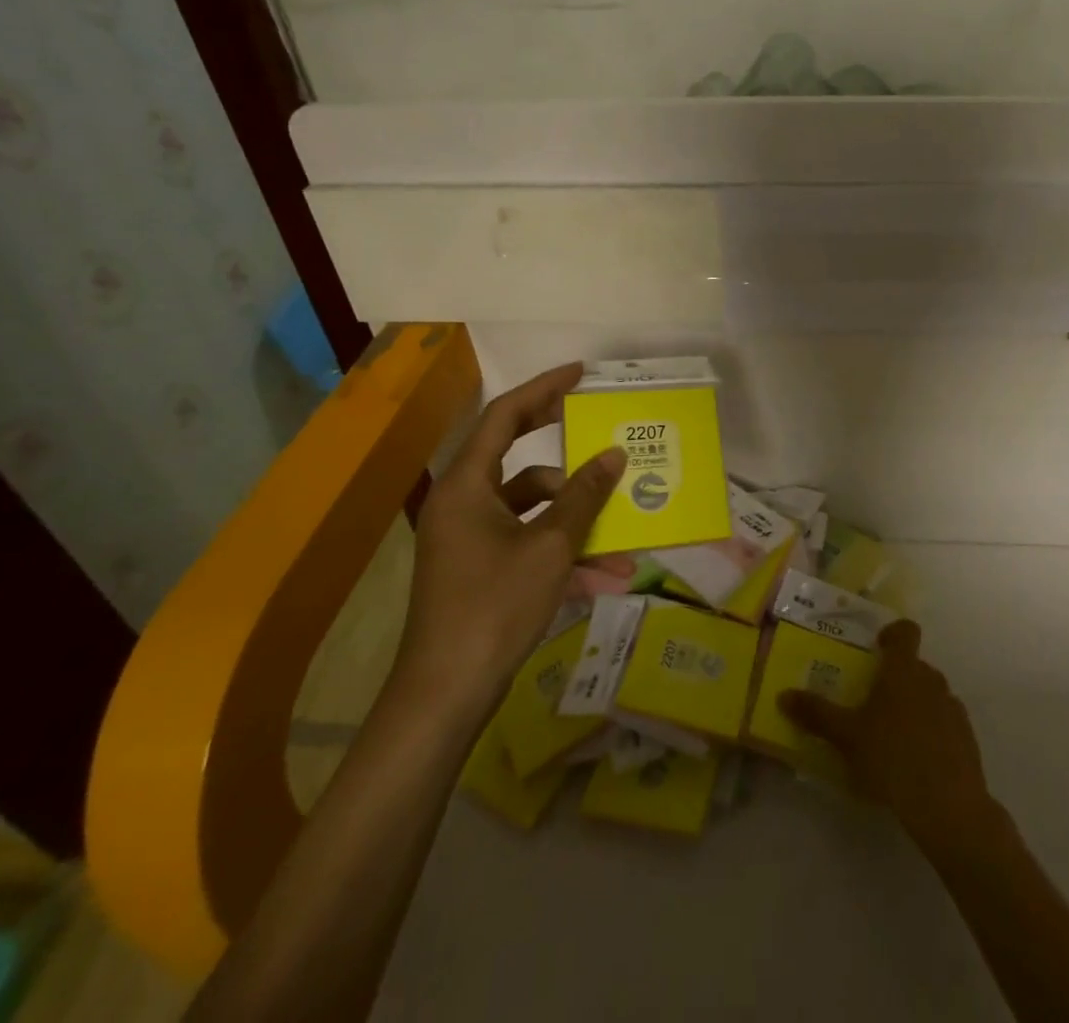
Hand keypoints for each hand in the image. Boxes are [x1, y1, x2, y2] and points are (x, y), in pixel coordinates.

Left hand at [394, 363, 625, 708]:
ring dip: (576, 521)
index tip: (579, 374)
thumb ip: (584, 497)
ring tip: (622, 540)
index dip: (543, 389)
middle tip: (597, 425)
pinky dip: (562, 554)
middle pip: (516, 458)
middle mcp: (463, 504)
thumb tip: (614, 455)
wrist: (446, 695)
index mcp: (467, 486)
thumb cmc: (494, 606)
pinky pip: (527, 545)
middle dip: (564, 448)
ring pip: (531, 510)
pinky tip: (605, 579)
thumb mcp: (550, 547)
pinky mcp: (480, 571)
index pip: (503, 416)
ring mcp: (470, 540)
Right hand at [779, 620, 1001, 854]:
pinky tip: (918, 761)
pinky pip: (946, 722)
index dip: (893, 633)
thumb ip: (816, 714)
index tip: (878, 647)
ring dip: (915, 704)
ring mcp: (953, 708)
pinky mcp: (967, 738)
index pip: (906, 631)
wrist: (948, 807)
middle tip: (874, 702)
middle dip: (896, 678)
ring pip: (931, 694)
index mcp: (903, 670)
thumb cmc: (891, 759)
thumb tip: (783, 695)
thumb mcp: (846, 737)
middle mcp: (932, 680)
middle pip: (915, 666)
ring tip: (894, 735)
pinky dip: (933, 731)